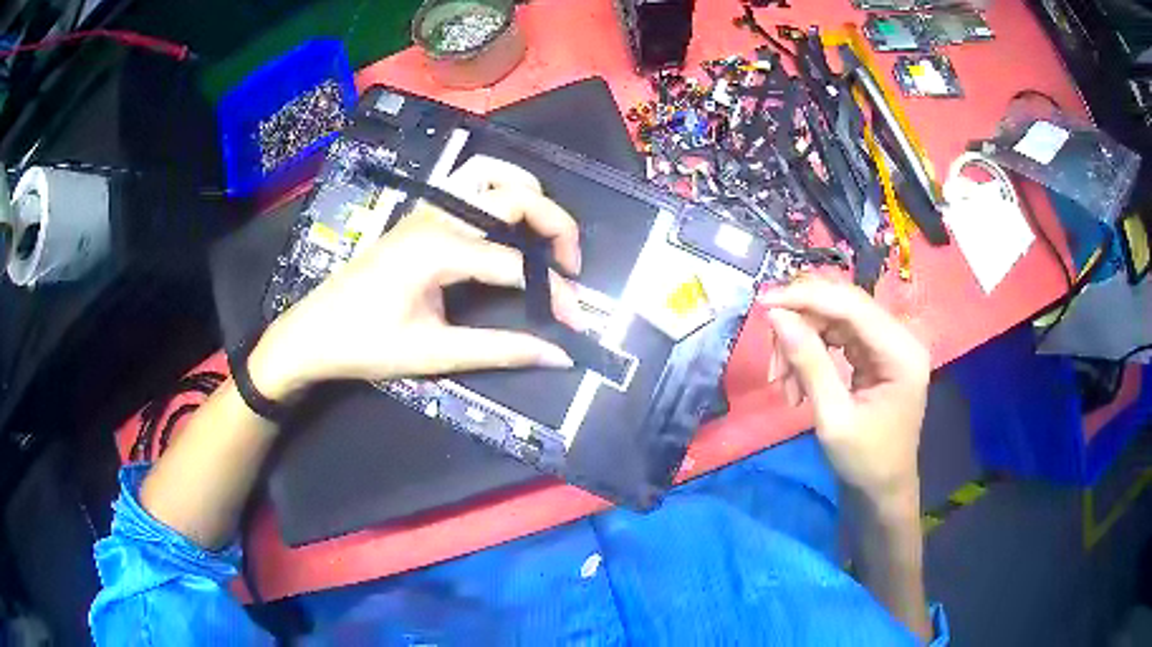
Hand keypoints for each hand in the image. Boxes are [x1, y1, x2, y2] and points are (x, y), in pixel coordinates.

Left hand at [249, 156, 583, 397]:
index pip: (515, 263)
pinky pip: (469, 184)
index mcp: (438, 250)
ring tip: (546, 230)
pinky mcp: (419, 215)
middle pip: (514, 196)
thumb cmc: (364, 345)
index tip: (576, 321)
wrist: (312, 333)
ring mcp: (426, 210)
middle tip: (570, 266)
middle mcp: (436, 217)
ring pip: (490, 174)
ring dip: (527, 192)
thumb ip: (499, 350)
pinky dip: (501, 190)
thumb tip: (556, 355)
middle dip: (556, 225)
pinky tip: (507, 221)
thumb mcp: (433, 353)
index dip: (554, 291)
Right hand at [759, 277, 929, 502]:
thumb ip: (809, 363)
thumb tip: (776, 315)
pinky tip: (797, 382)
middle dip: (800, 324)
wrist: (883, 490)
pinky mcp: (876, 352)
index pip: (850, 304)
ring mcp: (889, 343)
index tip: (762, 302)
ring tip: (783, 384)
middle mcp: (899, 336)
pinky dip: (812, 352)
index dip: (805, 298)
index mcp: (901, 351)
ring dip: (802, 343)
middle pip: (842, 304)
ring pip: (834, 318)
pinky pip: (837, 335)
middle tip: (772, 360)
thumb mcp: (833, 418)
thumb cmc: (865, 462)